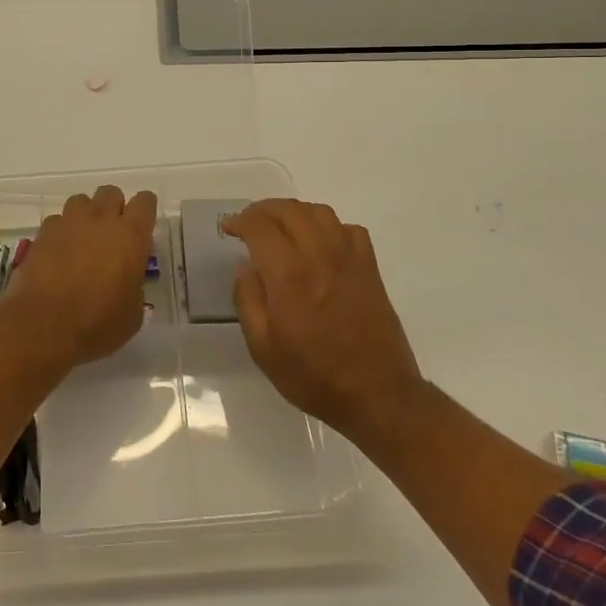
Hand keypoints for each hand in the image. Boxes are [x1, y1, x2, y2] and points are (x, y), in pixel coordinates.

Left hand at [0, 186, 157, 368]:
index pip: (145, 202)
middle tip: (111, 234)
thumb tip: (127, 283)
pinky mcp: (43, 232)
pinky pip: (57, 220)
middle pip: (111, 193)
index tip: (142, 226)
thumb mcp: (132, 314)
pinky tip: (58, 252)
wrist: (43, 326)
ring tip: (82, 240)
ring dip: (85, 215)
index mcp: (131, 236)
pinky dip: (61, 231)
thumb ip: (134, 287)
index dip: (145, 210)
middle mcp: (101, 220)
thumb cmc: (97, 324)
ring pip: (81, 201)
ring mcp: (69, 222)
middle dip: (113, 208)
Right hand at [223, 199, 422, 443]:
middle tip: (248, 223)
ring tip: (280, 226)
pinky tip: (320, 242)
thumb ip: (248, 300)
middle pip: (288, 210)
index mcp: (288, 275)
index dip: (239, 220)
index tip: (228, 228)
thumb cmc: (313, 376)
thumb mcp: (263, 348)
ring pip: (319, 212)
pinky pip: (349, 229)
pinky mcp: (370, 268)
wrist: (377, 395)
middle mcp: (319, 255)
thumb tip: (244, 266)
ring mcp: (349, 258)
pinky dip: (329, 226)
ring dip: (294, 211)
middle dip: (262, 210)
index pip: (260, 226)